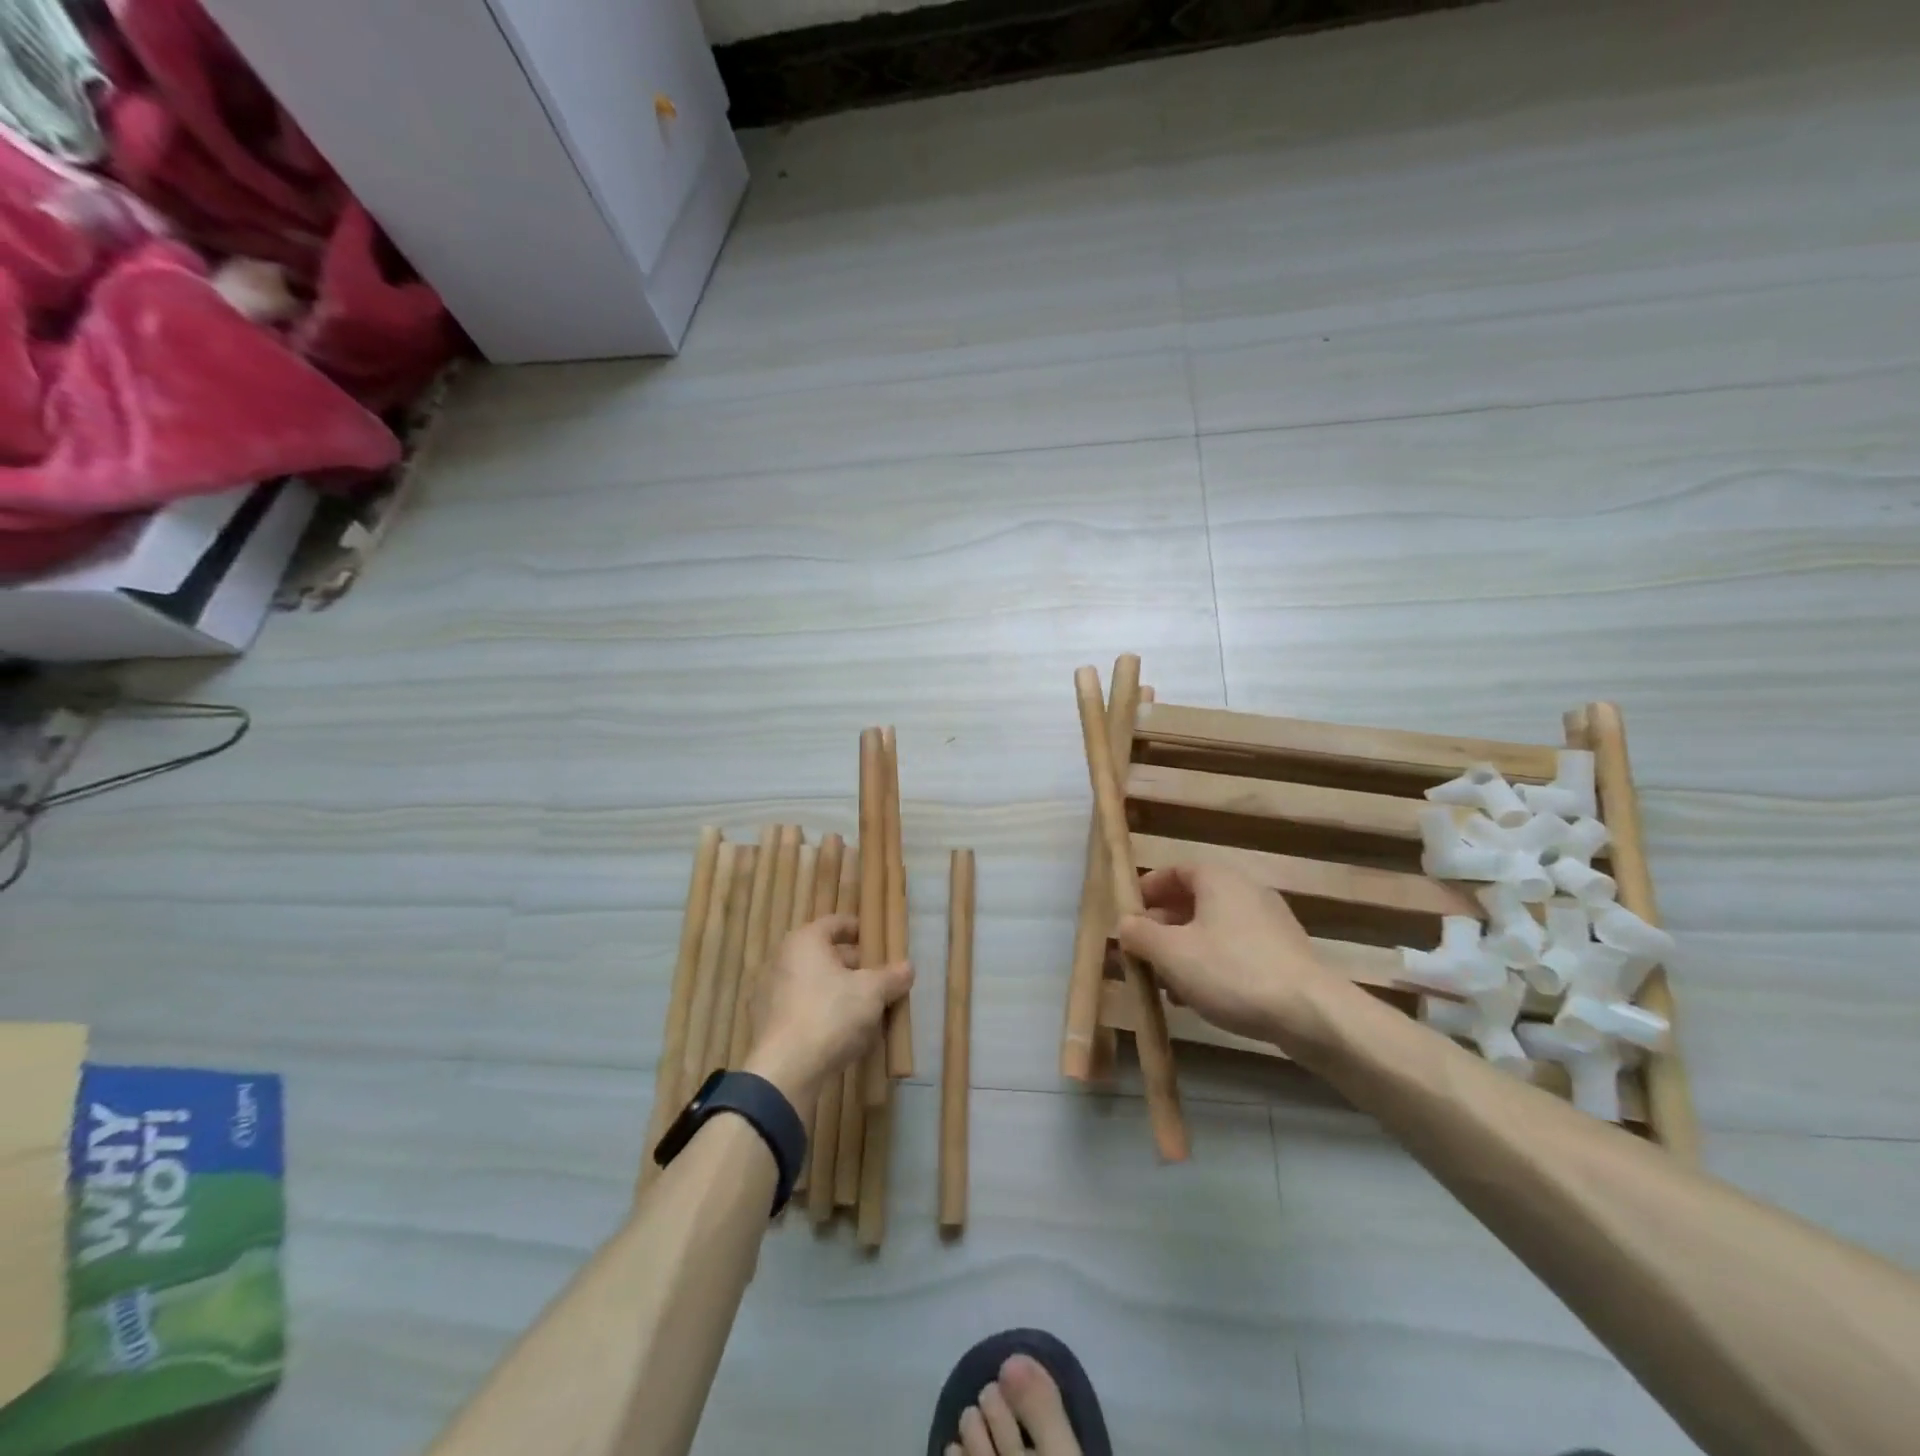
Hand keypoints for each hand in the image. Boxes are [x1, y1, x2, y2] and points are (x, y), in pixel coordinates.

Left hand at [744, 914, 911, 1105]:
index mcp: (804, 941)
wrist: (786, 1071)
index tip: (881, 944)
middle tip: (883, 980)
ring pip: (817, 985)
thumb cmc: (830, 1014)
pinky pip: (806, 1010)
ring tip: (871, 1010)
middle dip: (857, 968)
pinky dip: (827, 1015)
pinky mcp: (770, 1025)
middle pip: (827, 956)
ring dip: (843, 994)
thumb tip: (908, 968)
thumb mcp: (872, 992)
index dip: (861, 930)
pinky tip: (849, 1035)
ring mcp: (773, 994)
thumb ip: (892, 976)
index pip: (836, 923)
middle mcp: (783, 961)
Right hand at [1118, 863, 1329, 1040]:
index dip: (1147, 890)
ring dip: (1184, 949)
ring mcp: (1269, 922)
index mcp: (1217, 879)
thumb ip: (1140, 935)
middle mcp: (1245, 890)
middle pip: (1193, 900)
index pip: (1174, 870)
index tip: (1127, 914)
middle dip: (1162, 926)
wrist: (1311, 1014)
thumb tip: (1126, 924)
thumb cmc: (1231, 971)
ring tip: (1165, 982)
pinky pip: (1235, 949)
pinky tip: (1200, 996)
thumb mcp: (1171, 953)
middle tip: (1141, 952)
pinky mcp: (1284, 953)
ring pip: (1213, 928)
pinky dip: (1212, 963)